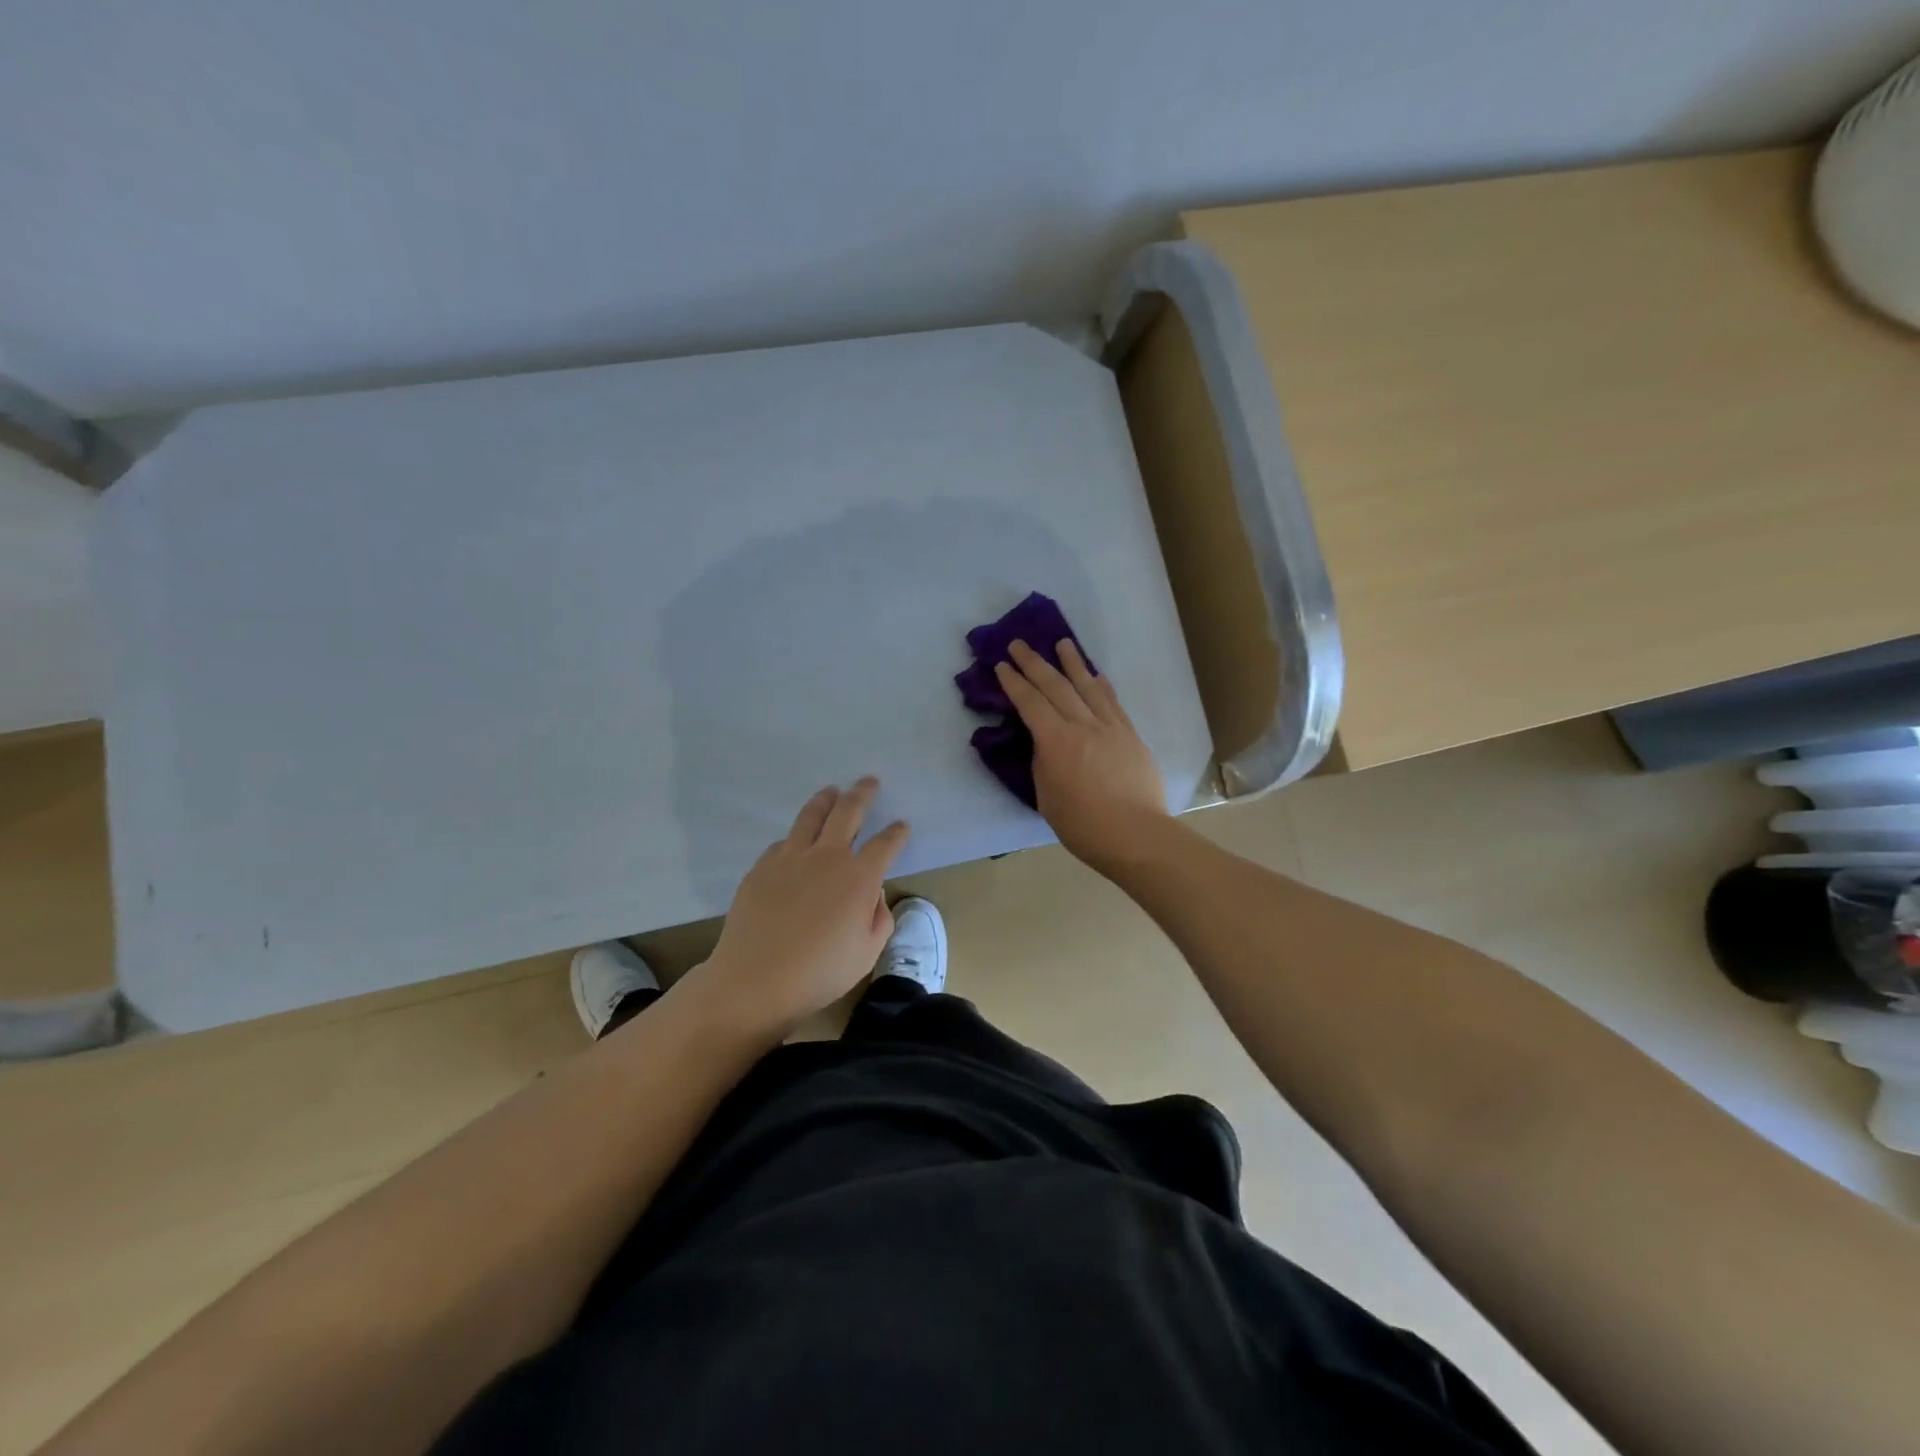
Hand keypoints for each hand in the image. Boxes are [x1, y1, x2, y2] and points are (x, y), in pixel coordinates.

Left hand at [693, 777, 908, 1035]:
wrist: (755, 980)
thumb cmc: (819, 973)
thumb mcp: (867, 953)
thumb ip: (878, 918)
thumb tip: (873, 895)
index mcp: (859, 878)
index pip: (885, 844)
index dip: (897, 833)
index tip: (901, 826)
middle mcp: (827, 857)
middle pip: (848, 811)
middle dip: (862, 793)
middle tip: (869, 782)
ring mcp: (790, 857)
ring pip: (811, 815)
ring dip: (826, 799)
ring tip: (832, 790)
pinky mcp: (762, 866)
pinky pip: (784, 842)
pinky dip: (797, 837)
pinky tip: (797, 842)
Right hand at [995, 639, 1170, 870]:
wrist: (1135, 834)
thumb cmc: (1082, 824)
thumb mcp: (1046, 795)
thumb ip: (1044, 763)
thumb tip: (1046, 744)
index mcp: (1056, 741)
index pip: (1030, 703)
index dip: (1014, 682)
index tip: (1003, 665)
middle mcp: (1083, 725)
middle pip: (1056, 686)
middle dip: (1035, 663)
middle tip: (1019, 644)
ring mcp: (1110, 727)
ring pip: (1088, 686)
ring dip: (1073, 662)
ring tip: (1062, 642)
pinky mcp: (1130, 735)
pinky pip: (1113, 702)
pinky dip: (1101, 685)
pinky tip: (1096, 675)